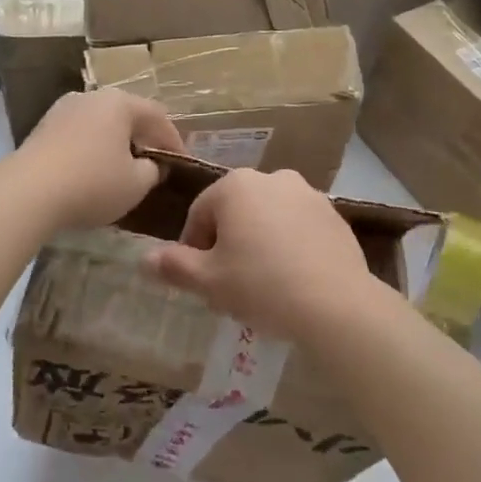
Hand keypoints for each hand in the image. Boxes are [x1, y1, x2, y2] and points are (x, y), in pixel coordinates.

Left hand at [15, 89, 184, 229]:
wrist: (27, 192)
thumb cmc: (92, 183)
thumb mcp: (136, 184)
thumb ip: (152, 171)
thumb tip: (152, 165)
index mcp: (120, 102)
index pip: (158, 116)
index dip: (174, 141)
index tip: (182, 163)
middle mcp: (91, 97)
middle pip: (127, 116)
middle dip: (143, 139)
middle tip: (154, 163)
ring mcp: (62, 110)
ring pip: (100, 125)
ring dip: (114, 144)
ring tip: (122, 170)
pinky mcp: (41, 129)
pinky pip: (78, 136)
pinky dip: (91, 151)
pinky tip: (91, 173)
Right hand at [146, 168, 386, 341]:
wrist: (336, 303)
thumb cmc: (261, 285)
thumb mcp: (208, 282)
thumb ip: (174, 266)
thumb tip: (144, 259)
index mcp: (236, 185)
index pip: (200, 214)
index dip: (193, 249)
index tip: (200, 280)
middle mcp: (272, 178)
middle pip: (235, 212)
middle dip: (227, 244)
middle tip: (229, 285)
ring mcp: (308, 194)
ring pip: (268, 219)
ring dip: (259, 243)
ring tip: (262, 285)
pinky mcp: (334, 215)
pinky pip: (299, 228)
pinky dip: (290, 246)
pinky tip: (293, 280)